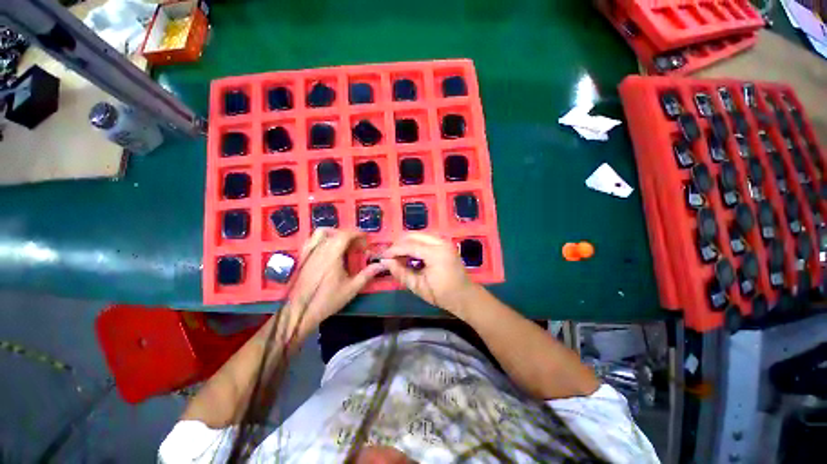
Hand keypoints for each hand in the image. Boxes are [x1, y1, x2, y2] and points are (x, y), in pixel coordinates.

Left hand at [287, 229, 383, 329]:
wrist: (299, 311)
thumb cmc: (327, 300)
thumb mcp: (351, 289)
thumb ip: (367, 274)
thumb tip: (381, 265)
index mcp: (332, 254)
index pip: (345, 235)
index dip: (358, 234)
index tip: (366, 239)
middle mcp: (319, 249)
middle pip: (335, 233)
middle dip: (349, 235)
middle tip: (358, 246)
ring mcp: (309, 252)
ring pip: (321, 232)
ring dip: (335, 233)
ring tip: (343, 243)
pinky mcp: (302, 257)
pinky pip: (311, 239)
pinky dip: (322, 238)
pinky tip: (327, 248)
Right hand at [381, 232, 479, 315]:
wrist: (464, 296)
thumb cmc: (442, 294)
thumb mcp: (418, 287)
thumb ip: (401, 273)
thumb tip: (386, 262)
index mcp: (435, 254)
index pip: (409, 245)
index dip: (394, 250)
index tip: (383, 256)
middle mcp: (441, 242)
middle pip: (414, 235)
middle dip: (400, 243)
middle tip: (390, 255)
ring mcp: (444, 241)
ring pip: (420, 234)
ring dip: (407, 242)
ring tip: (398, 254)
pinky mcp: (445, 243)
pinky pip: (426, 238)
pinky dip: (415, 243)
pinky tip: (410, 253)